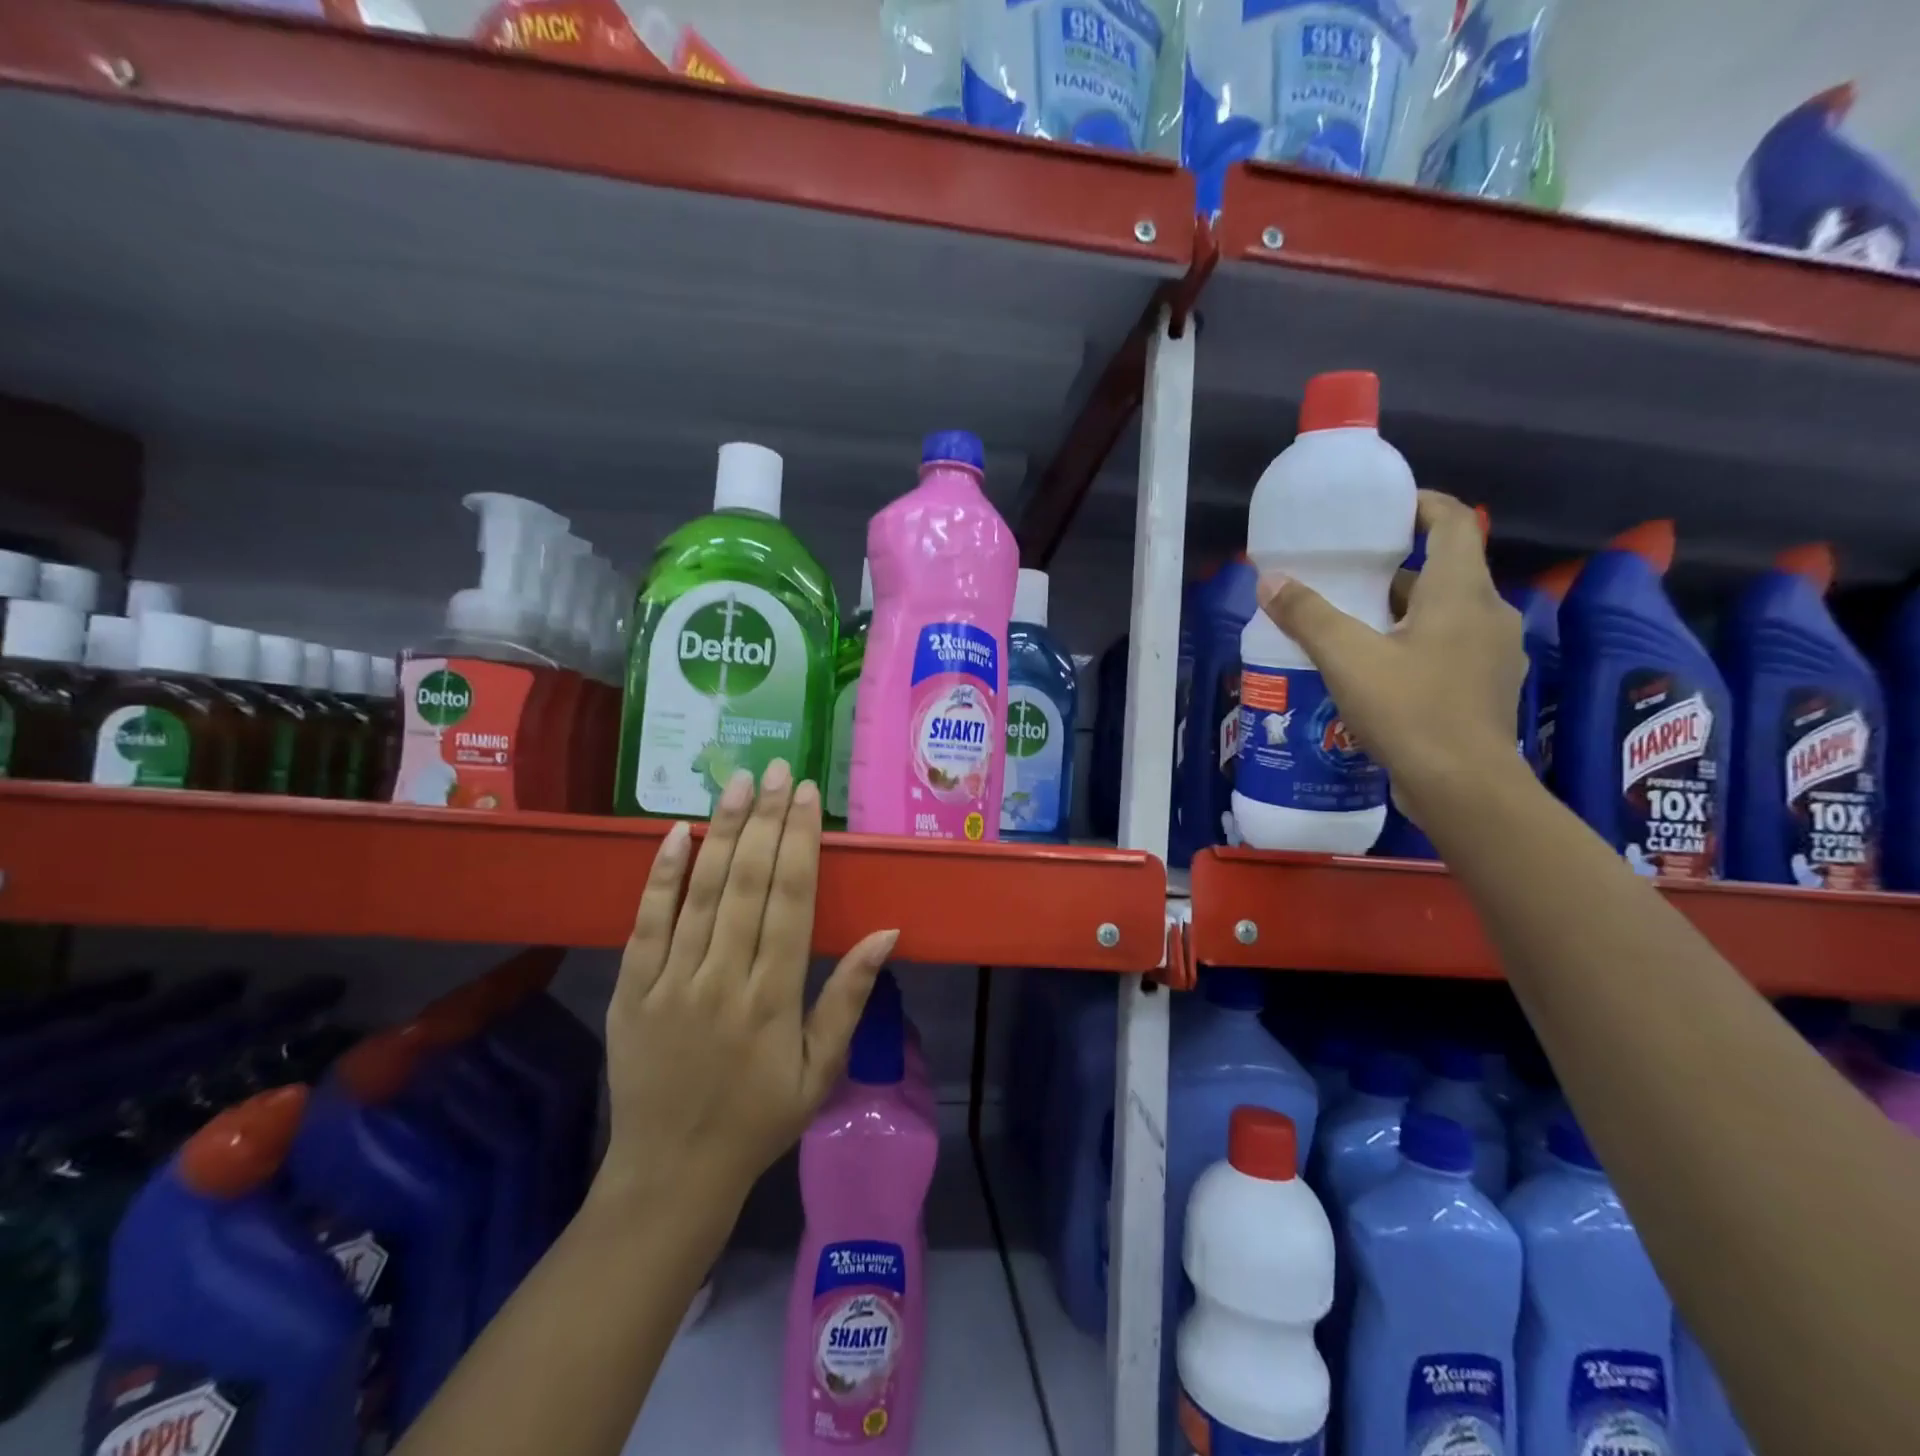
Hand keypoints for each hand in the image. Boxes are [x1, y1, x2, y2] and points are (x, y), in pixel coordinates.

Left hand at [597, 761, 898, 1209]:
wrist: (671, 1173)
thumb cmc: (758, 1120)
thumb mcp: (820, 1070)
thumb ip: (848, 997)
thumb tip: (886, 931)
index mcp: (773, 998)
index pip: (791, 900)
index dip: (801, 841)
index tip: (807, 795)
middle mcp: (722, 979)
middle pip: (747, 883)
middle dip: (765, 819)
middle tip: (776, 769)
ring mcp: (670, 982)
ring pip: (700, 892)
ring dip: (721, 832)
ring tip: (737, 783)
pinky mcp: (631, 990)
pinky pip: (645, 923)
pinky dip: (662, 875)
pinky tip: (678, 832)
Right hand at [1258, 490, 1527, 828]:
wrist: (1465, 788)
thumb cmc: (1410, 710)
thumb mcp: (1347, 658)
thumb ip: (1307, 615)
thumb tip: (1269, 580)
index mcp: (1461, 592)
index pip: (1453, 523)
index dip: (1422, 505)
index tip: (1384, 509)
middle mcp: (1488, 614)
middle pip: (1444, 572)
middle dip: (1395, 570)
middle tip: (1346, 578)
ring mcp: (1492, 655)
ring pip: (1445, 615)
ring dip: (1402, 612)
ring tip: (1351, 628)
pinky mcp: (1485, 690)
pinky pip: (1448, 649)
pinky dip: (1415, 646)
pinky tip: (1378, 673)